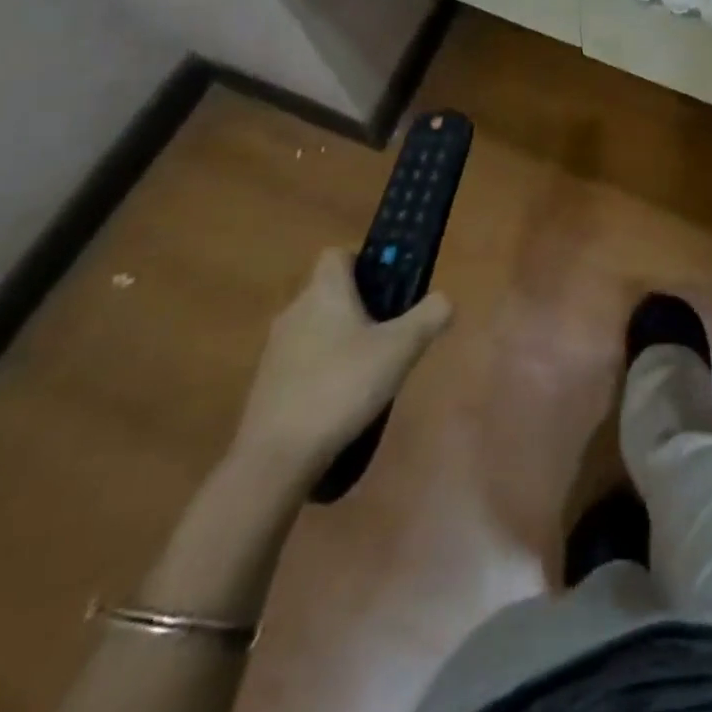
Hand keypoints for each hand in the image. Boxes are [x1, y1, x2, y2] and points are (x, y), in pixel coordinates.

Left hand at [230, 249, 452, 482]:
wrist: (276, 457)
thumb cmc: (342, 386)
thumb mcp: (401, 349)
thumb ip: (429, 316)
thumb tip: (444, 299)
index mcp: (325, 291)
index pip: (338, 254)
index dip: (364, 262)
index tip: (388, 286)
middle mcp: (295, 310)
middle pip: (330, 292)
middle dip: (360, 306)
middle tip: (391, 332)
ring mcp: (276, 348)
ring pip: (316, 327)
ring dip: (341, 339)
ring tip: (370, 370)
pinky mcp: (267, 383)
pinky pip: (303, 360)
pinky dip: (323, 369)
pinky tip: (342, 399)